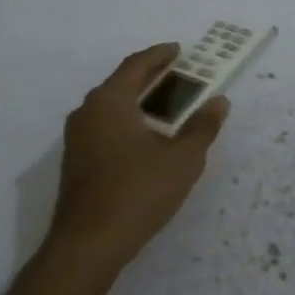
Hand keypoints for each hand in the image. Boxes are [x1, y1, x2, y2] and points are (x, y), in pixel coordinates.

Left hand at [47, 43, 229, 279]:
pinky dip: (126, 120)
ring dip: (137, 100)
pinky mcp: (75, 160)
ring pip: (110, 106)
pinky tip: (144, 137)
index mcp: (110, 101)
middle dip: (150, 77)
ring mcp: (77, 137)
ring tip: (165, 105)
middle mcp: (87, 111)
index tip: (178, 50)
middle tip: (177, 75)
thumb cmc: (138, 193)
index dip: (159, 55)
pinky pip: (104, 126)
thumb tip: (219, 101)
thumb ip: (202, 127)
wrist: (88, 244)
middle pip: (121, 83)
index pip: (136, 65)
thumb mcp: (182, 160)